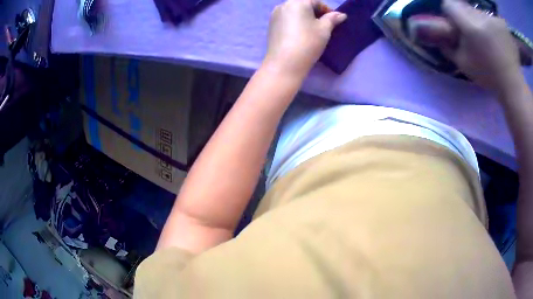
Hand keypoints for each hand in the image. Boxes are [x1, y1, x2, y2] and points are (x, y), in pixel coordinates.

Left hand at [264, 0, 346, 77]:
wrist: (285, 63)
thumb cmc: (308, 42)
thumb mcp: (324, 30)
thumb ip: (332, 19)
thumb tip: (341, 14)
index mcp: (297, 2)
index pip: (315, 1)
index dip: (327, 9)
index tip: (334, 20)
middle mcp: (283, 5)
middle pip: (303, 5)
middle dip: (315, 13)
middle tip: (324, 25)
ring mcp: (274, 15)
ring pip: (294, 12)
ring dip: (305, 17)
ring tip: (312, 30)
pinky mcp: (271, 26)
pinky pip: (286, 19)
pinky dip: (295, 23)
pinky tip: (300, 34)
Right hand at [439, 0, 522, 91]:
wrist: (512, 85)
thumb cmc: (488, 76)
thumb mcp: (464, 65)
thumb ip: (449, 48)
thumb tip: (439, 37)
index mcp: (469, 26)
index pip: (449, 4)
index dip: (449, 12)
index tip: (455, 24)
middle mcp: (480, 16)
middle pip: (464, 6)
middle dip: (466, 17)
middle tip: (472, 33)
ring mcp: (493, 19)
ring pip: (478, 11)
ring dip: (479, 21)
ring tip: (487, 38)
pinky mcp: (501, 23)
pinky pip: (491, 17)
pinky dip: (491, 25)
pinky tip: (496, 38)